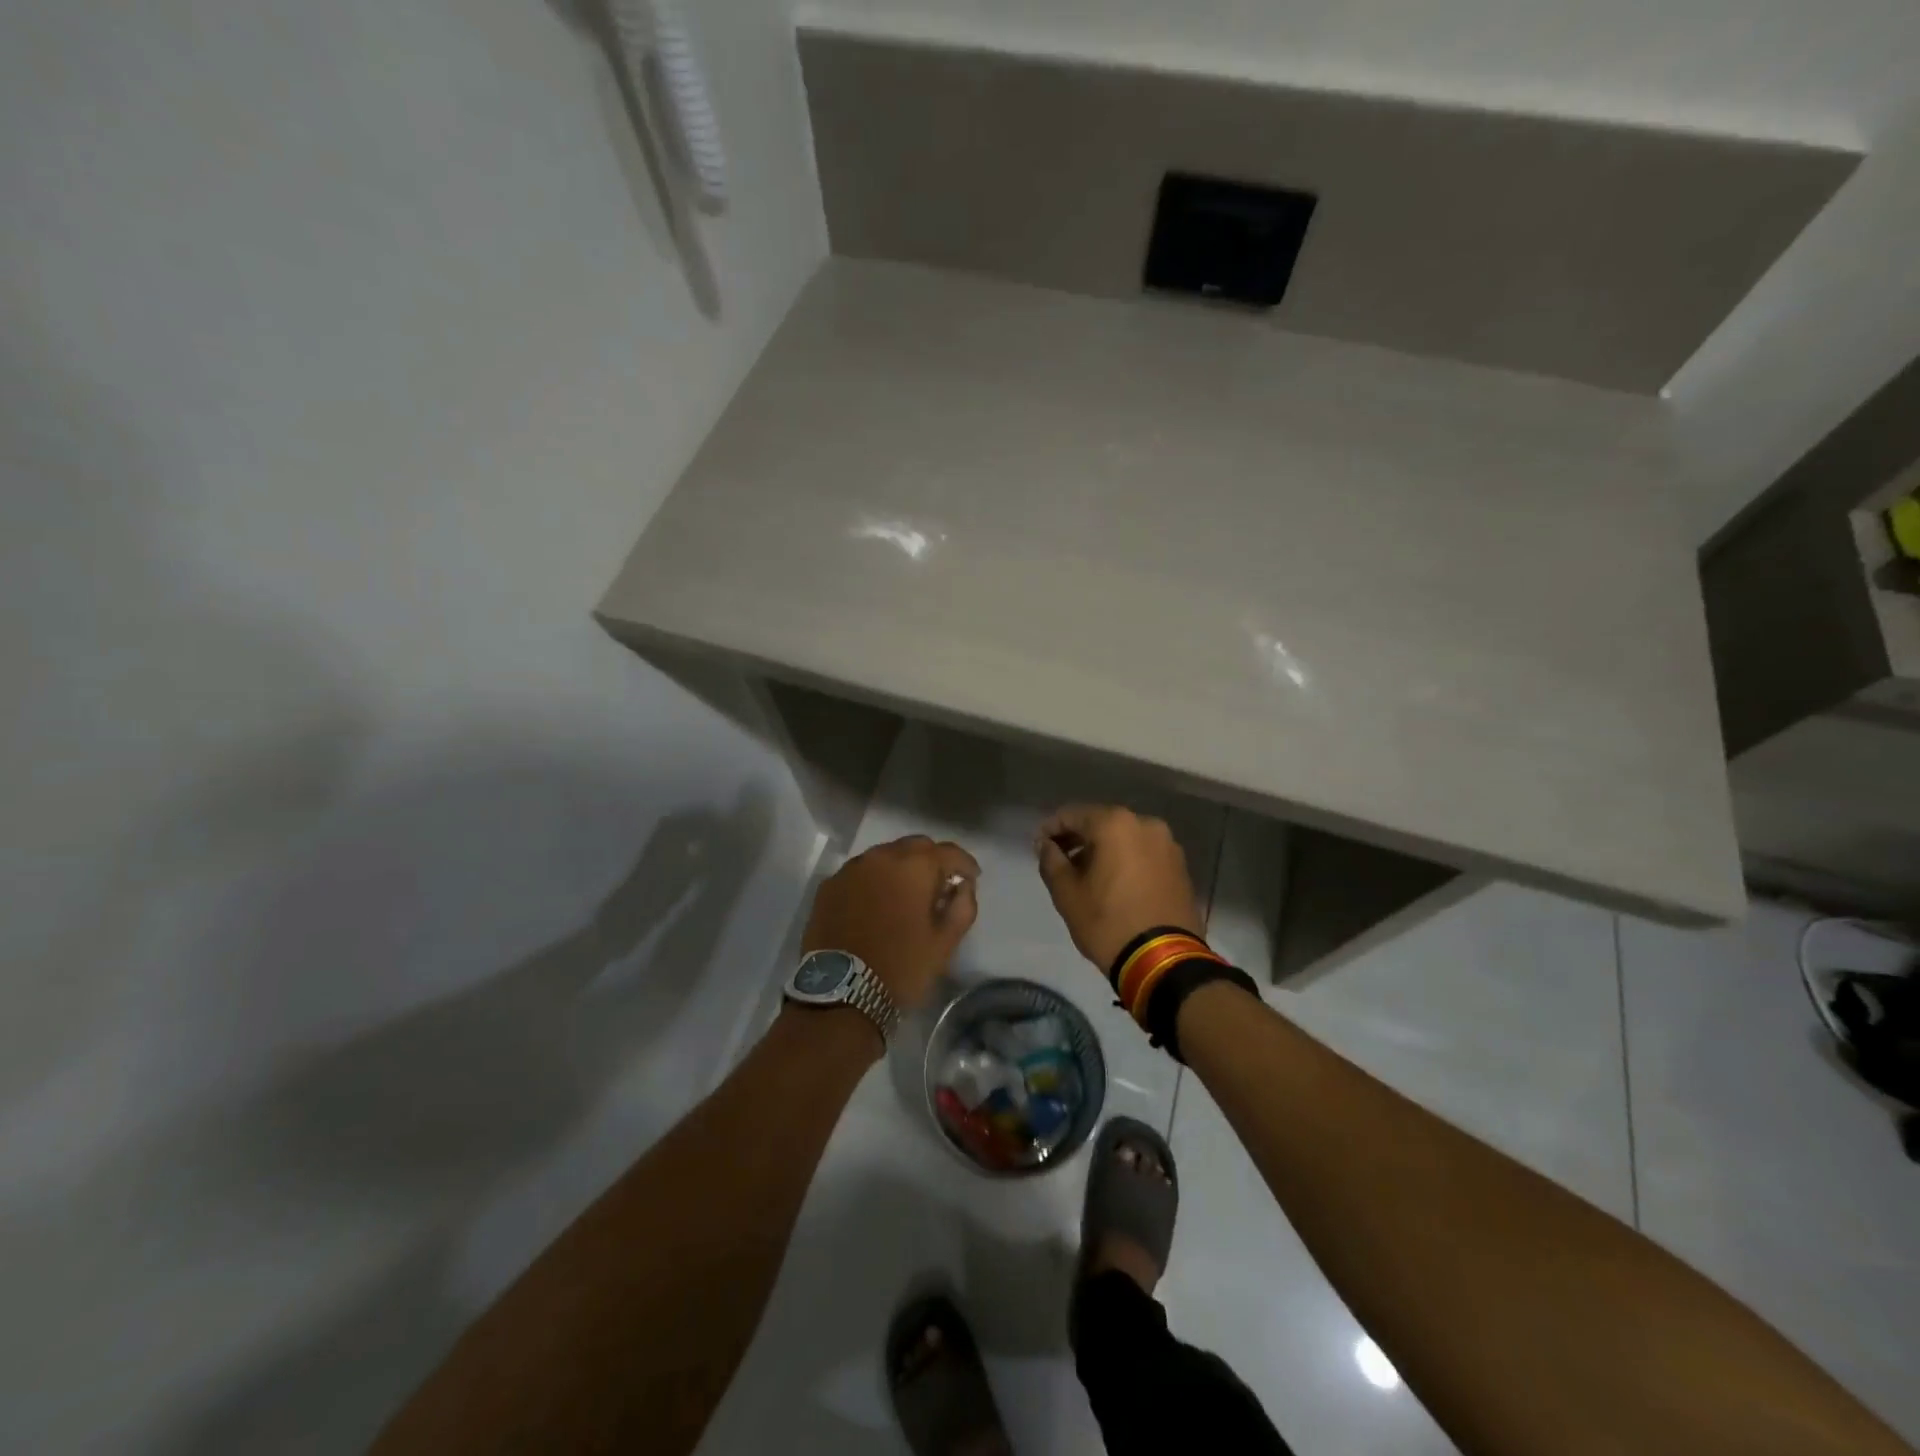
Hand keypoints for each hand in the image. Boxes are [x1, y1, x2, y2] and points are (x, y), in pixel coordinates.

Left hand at [801, 836, 979, 1011]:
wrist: (840, 993)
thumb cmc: (901, 967)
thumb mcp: (944, 943)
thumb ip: (962, 907)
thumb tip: (963, 886)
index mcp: (914, 866)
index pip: (949, 852)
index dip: (965, 864)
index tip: (971, 879)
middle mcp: (881, 856)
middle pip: (916, 846)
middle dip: (932, 861)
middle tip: (939, 886)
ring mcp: (851, 869)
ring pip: (885, 856)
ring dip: (901, 868)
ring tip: (906, 894)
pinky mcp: (829, 886)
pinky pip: (860, 872)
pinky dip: (874, 880)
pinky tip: (876, 903)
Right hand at [1034, 805, 1204, 972]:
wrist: (1163, 960)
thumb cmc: (1108, 922)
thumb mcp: (1067, 893)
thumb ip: (1051, 860)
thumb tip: (1046, 845)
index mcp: (1115, 824)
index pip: (1072, 815)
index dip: (1051, 828)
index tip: (1038, 847)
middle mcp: (1145, 824)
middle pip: (1102, 822)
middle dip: (1078, 838)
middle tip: (1059, 859)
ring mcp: (1167, 845)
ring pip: (1125, 838)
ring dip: (1103, 849)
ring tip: (1087, 874)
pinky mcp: (1180, 867)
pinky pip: (1144, 853)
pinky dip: (1126, 860)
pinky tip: (1114, 882)